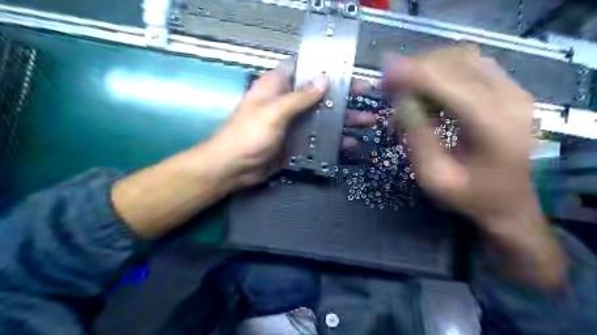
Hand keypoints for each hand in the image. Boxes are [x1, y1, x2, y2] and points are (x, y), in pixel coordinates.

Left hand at [206, 60, 371, 187]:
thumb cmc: (248, 135)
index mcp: (277, 87)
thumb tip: (324, 79)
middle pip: (319, 95)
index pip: (302, 68)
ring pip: (322, 118)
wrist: (233, 169)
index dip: (323, 66)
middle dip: (342, 95)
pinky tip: (350, 145)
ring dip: (343, 120)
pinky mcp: (296, 143)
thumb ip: (299, 97)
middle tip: (366, 94)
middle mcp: (287, 103)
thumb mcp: (273, 112)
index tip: (346, 68)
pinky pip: (318, 140)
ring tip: (367, 121)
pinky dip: (333, 142)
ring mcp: (293, 125)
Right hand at [385, 46, 565, 288]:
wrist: (510, 204)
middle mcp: (509, 98)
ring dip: (429, 67)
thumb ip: (416, 136)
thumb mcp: (433, 176)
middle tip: (389, 83)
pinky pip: (473, 65)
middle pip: (456, 61)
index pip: (447, 82)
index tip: (384, 73)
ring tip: (406, 87)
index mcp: (491, 124)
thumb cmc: (470, 196)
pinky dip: (444, 71)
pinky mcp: (511, 91)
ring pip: (464, 58)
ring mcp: (514, 91)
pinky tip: (429, 90)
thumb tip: (400, 100)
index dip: (412, 73)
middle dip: (416, 67)